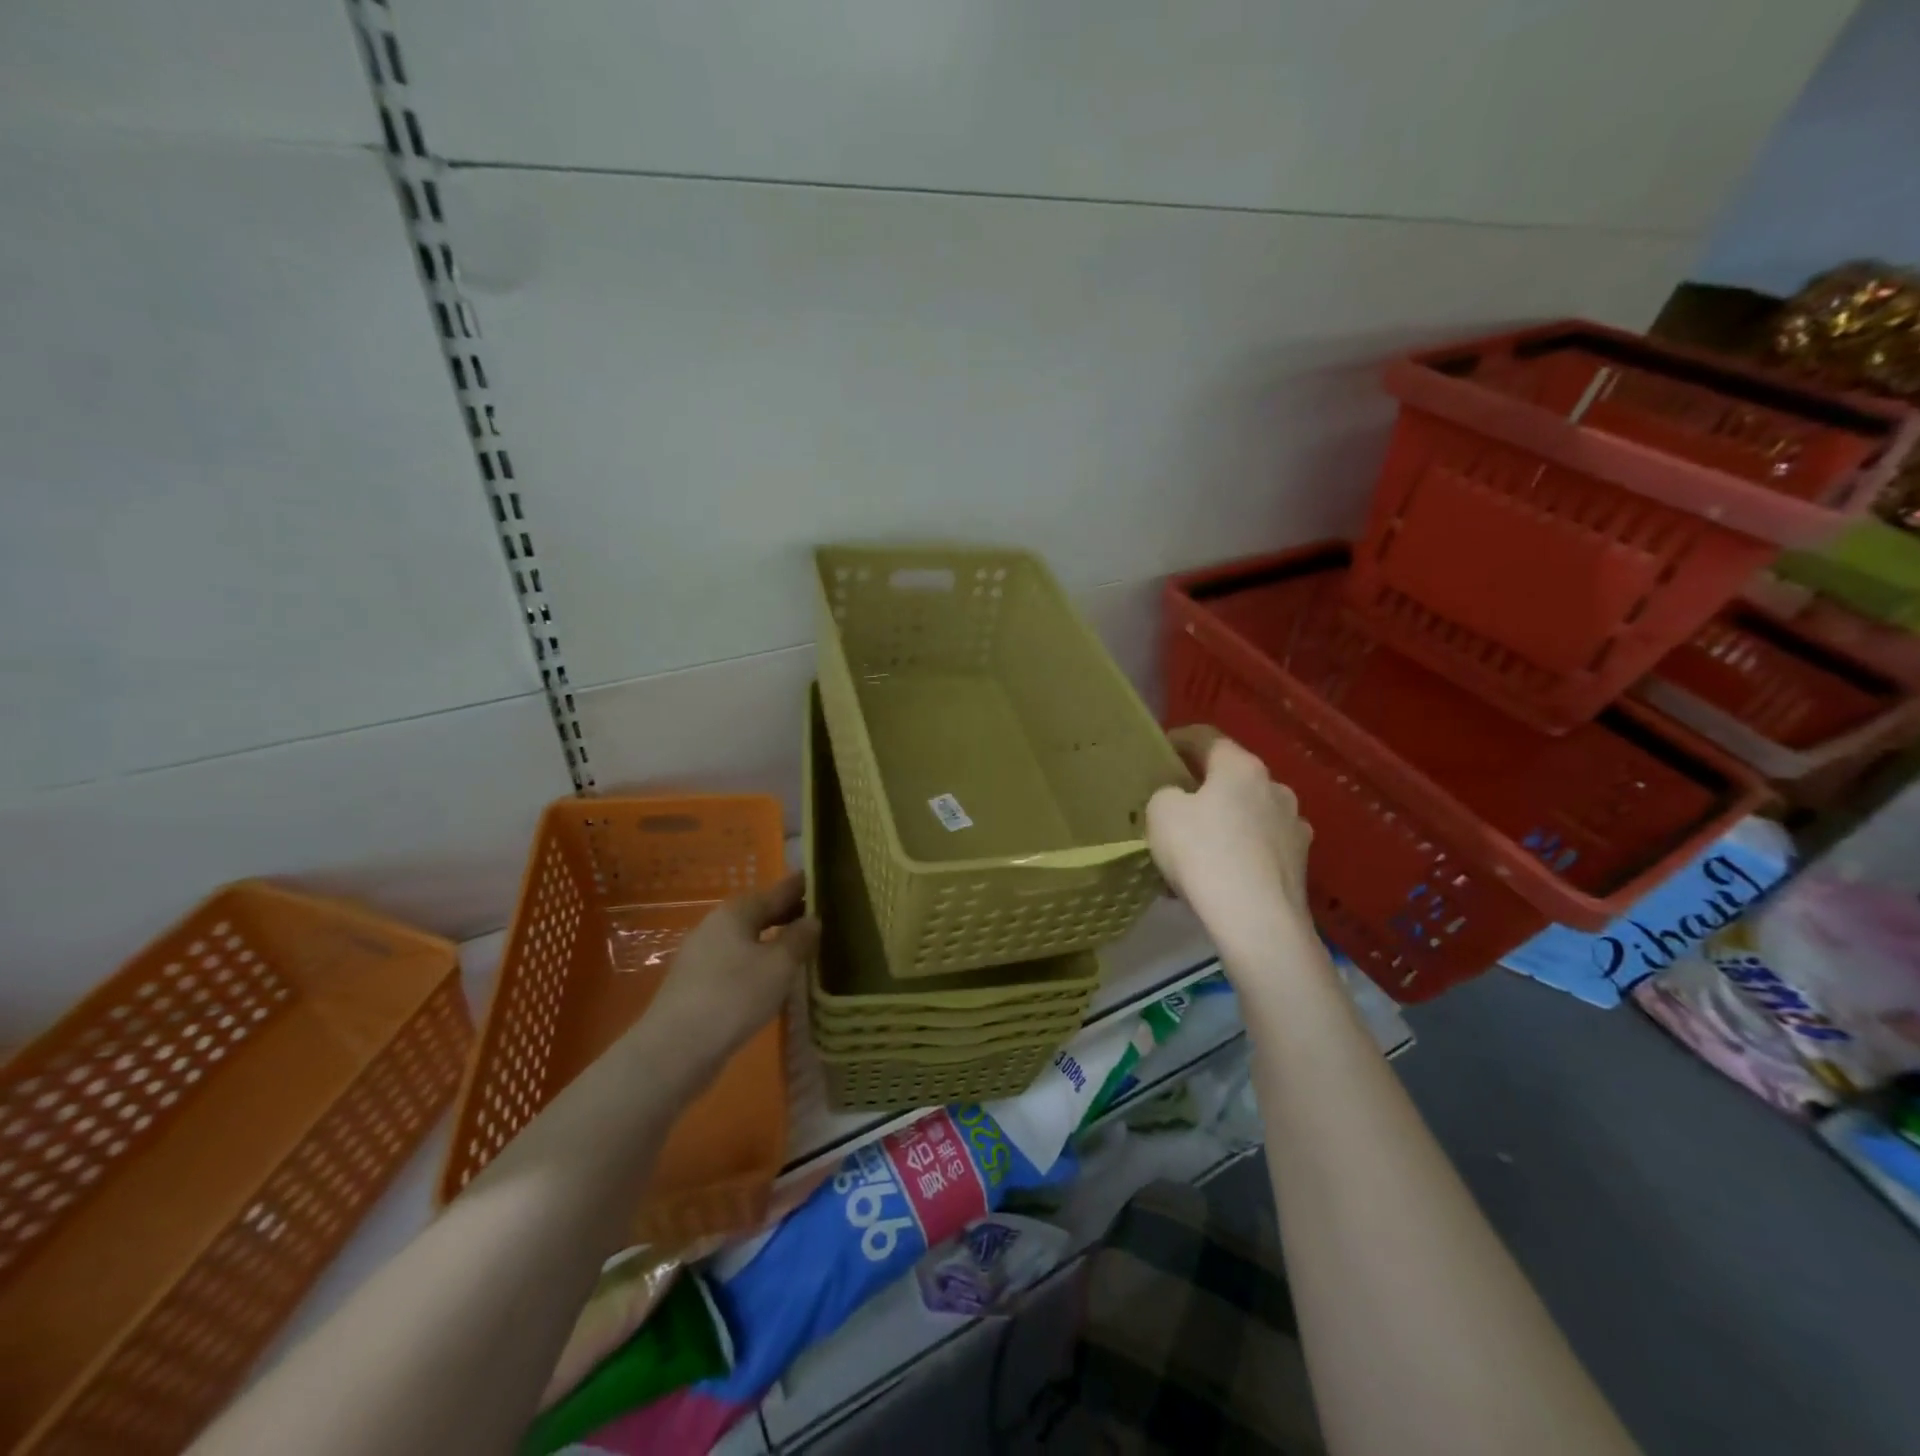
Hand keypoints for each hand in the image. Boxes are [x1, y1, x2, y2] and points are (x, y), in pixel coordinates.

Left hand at [644, 872, 820, 1065]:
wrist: (675, 1049)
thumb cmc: (734, 996)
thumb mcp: (779, 965)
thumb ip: (799, 938)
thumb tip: (812, 919)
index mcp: (735, 913)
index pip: (775, 891)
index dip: (799, 887)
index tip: (819, 878)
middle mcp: (714, 927)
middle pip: (757, 913)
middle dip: (785, 913)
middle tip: (816, 915)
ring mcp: (700, 957)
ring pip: (745, 939)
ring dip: (771, 940)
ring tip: (798, 947)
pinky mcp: (695, 985)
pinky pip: (734, 962)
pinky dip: (756, 961)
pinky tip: (769, 977)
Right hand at [1147, 726, 1312, 936]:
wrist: (1257, 920)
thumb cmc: (1203, 853)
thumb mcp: (1160, 813)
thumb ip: (1166, 794)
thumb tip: (1180, 799)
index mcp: (1241, 767)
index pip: (1207, 738)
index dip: (1180, 740)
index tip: (1162, 750)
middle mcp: (1275, 788)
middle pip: (1232, 777)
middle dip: (1204, 787)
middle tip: (1176, 804)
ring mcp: (1294, 826)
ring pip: (1249, 814)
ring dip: (1225, 822)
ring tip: (1198, 848)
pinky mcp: (1300, 864)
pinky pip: (1260, 847)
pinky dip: (1240, 852)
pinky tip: (1220, 876)